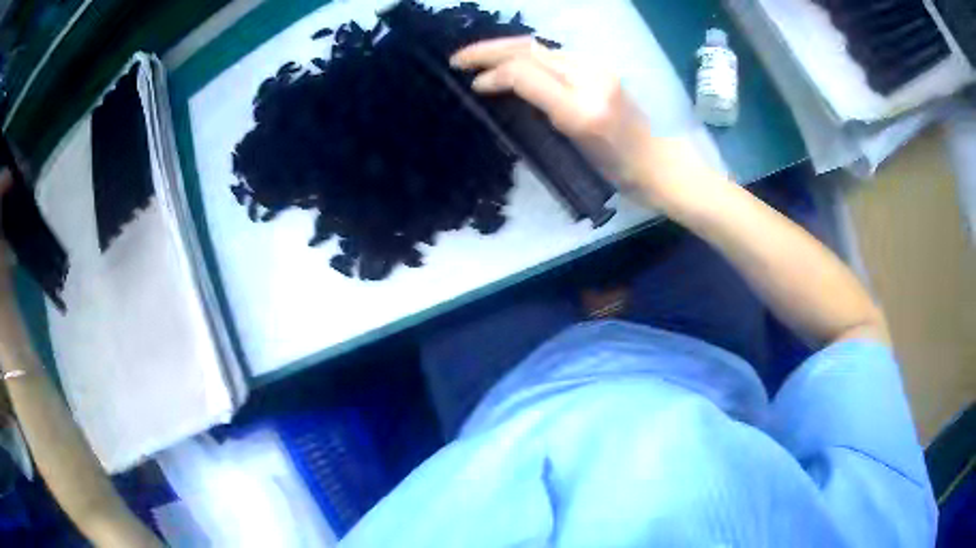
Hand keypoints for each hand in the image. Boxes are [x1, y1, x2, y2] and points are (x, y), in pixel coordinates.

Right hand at [451, 37, 691, 200]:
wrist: (656, 162)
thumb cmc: (616, 169)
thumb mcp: (573, 148)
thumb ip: (539, 112)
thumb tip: (502, 89)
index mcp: (580, 107)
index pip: (525, 73)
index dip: (493, 74)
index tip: (472, 85)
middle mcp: (588, 77)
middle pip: (529, 50)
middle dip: (489, 50)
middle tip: (458, 59)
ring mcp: (596, 68)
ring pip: (540, 49)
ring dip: (505, 49)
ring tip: (479, 58)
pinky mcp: (598, 67)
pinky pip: (553, 55)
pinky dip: (525, 55)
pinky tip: (513, 63)